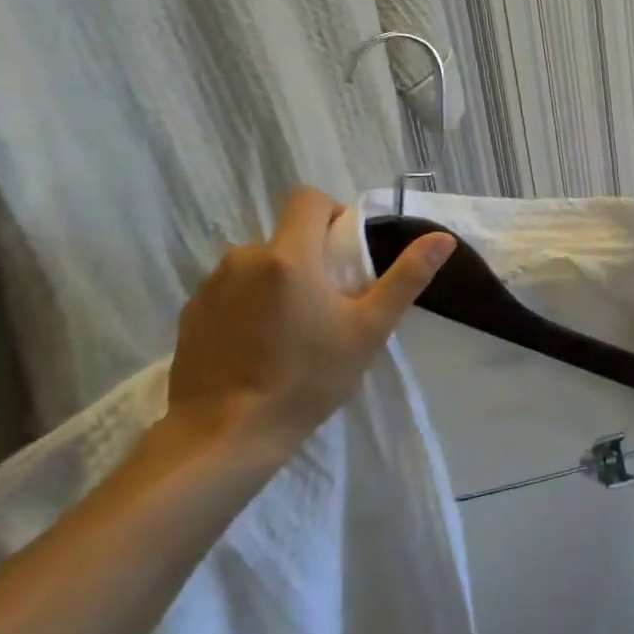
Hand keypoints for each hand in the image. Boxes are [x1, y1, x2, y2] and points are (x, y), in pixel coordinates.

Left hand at [165, 188, 454, 459]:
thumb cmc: (308, 379)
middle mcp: (243, 257)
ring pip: (257, 265)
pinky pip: (230, 292)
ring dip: (278, 282)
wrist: (227, 434)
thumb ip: (406, 278)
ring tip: (292, 330)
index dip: (333, 215)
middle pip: (285, 236)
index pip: (308, 199)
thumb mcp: (369, 329)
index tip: (346, 254)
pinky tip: (259, 346)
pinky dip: (248, 305)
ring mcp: (211, 286)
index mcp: (289, 255)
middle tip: (328, 304)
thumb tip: (442, 238)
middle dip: (310, 258)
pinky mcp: (191, 314)